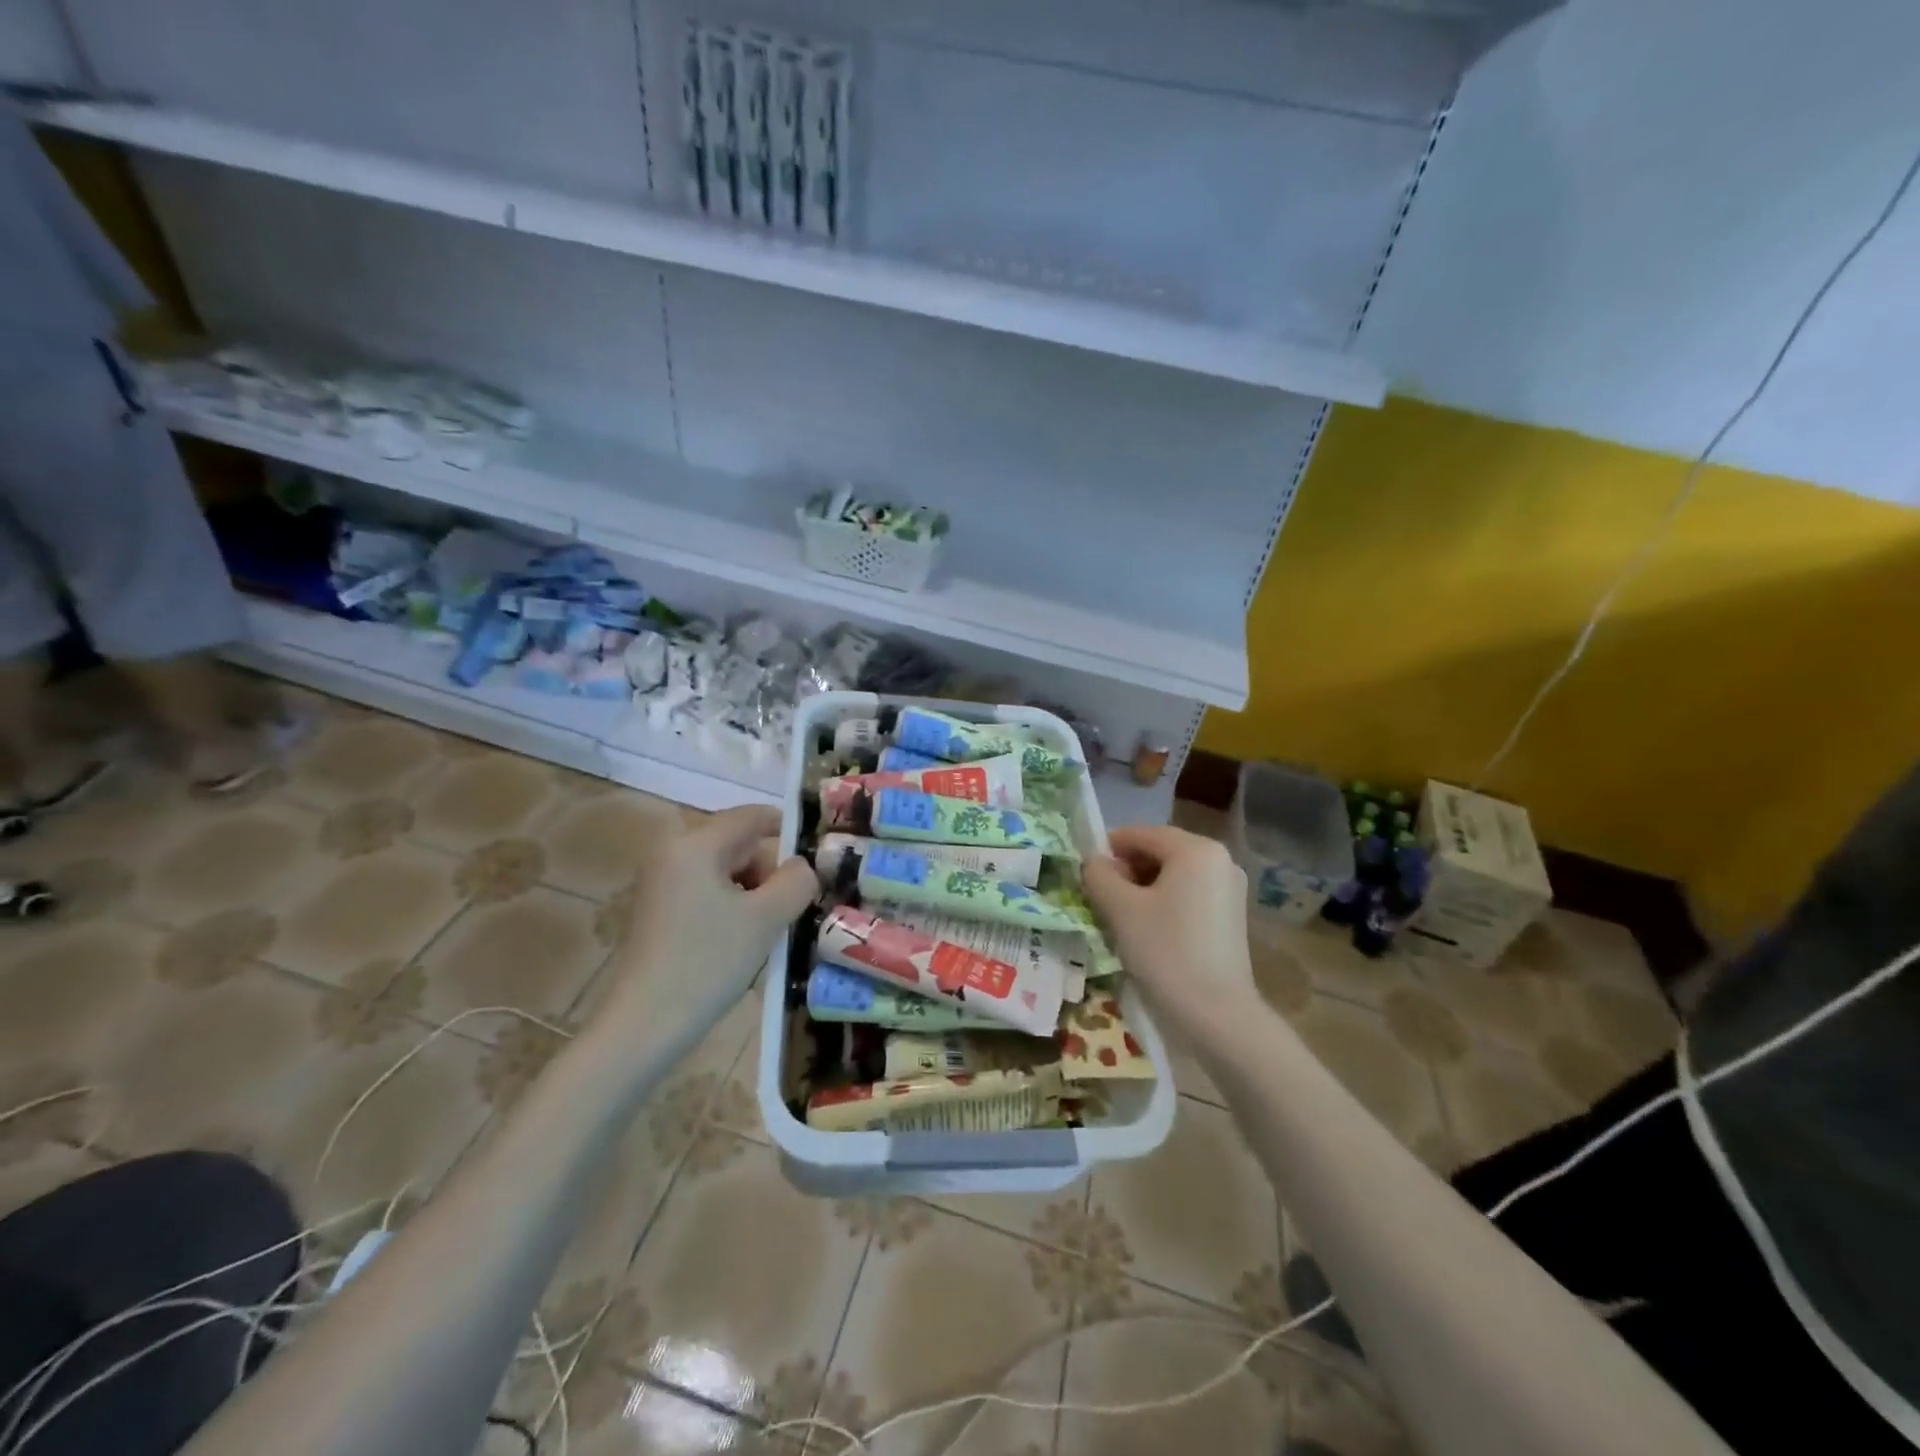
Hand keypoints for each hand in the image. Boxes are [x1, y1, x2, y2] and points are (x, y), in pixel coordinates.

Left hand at [597, 806, 815, 1028]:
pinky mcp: (658, 911)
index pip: (751, 816)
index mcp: (695, 845)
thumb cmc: (708, 962)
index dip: (788, 830)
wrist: (644, 1026)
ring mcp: (661, 883)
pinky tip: (742, 942)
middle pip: (738, 844)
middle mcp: (673, 853)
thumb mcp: (767, 918)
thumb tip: (803, 866)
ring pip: (725, 872)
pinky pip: (707, 893)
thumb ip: (796, 881)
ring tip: (769, 931)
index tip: (816, 858)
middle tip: (792, 907)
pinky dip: (732, 908)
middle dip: (770, 871)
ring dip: (754, 893)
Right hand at [1083, 825, 1259, 1043]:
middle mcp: (1219, 859)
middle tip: (1101, 897)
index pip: (1141, 834)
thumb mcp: (1121, 909)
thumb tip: (1093, 862)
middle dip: (1127, 869)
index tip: (1085, 872)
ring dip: (1143, 887)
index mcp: (1196, 849)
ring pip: (1174, 874)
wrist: (1217, 1014)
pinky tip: (1148, 929)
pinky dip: (1164, 902)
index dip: (1108, 849)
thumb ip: (1100, 875)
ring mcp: (1229, 888)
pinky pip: (1189, 893)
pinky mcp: (1231, 914)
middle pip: (1159, 851)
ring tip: (1120, 916)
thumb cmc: (1166, 951)